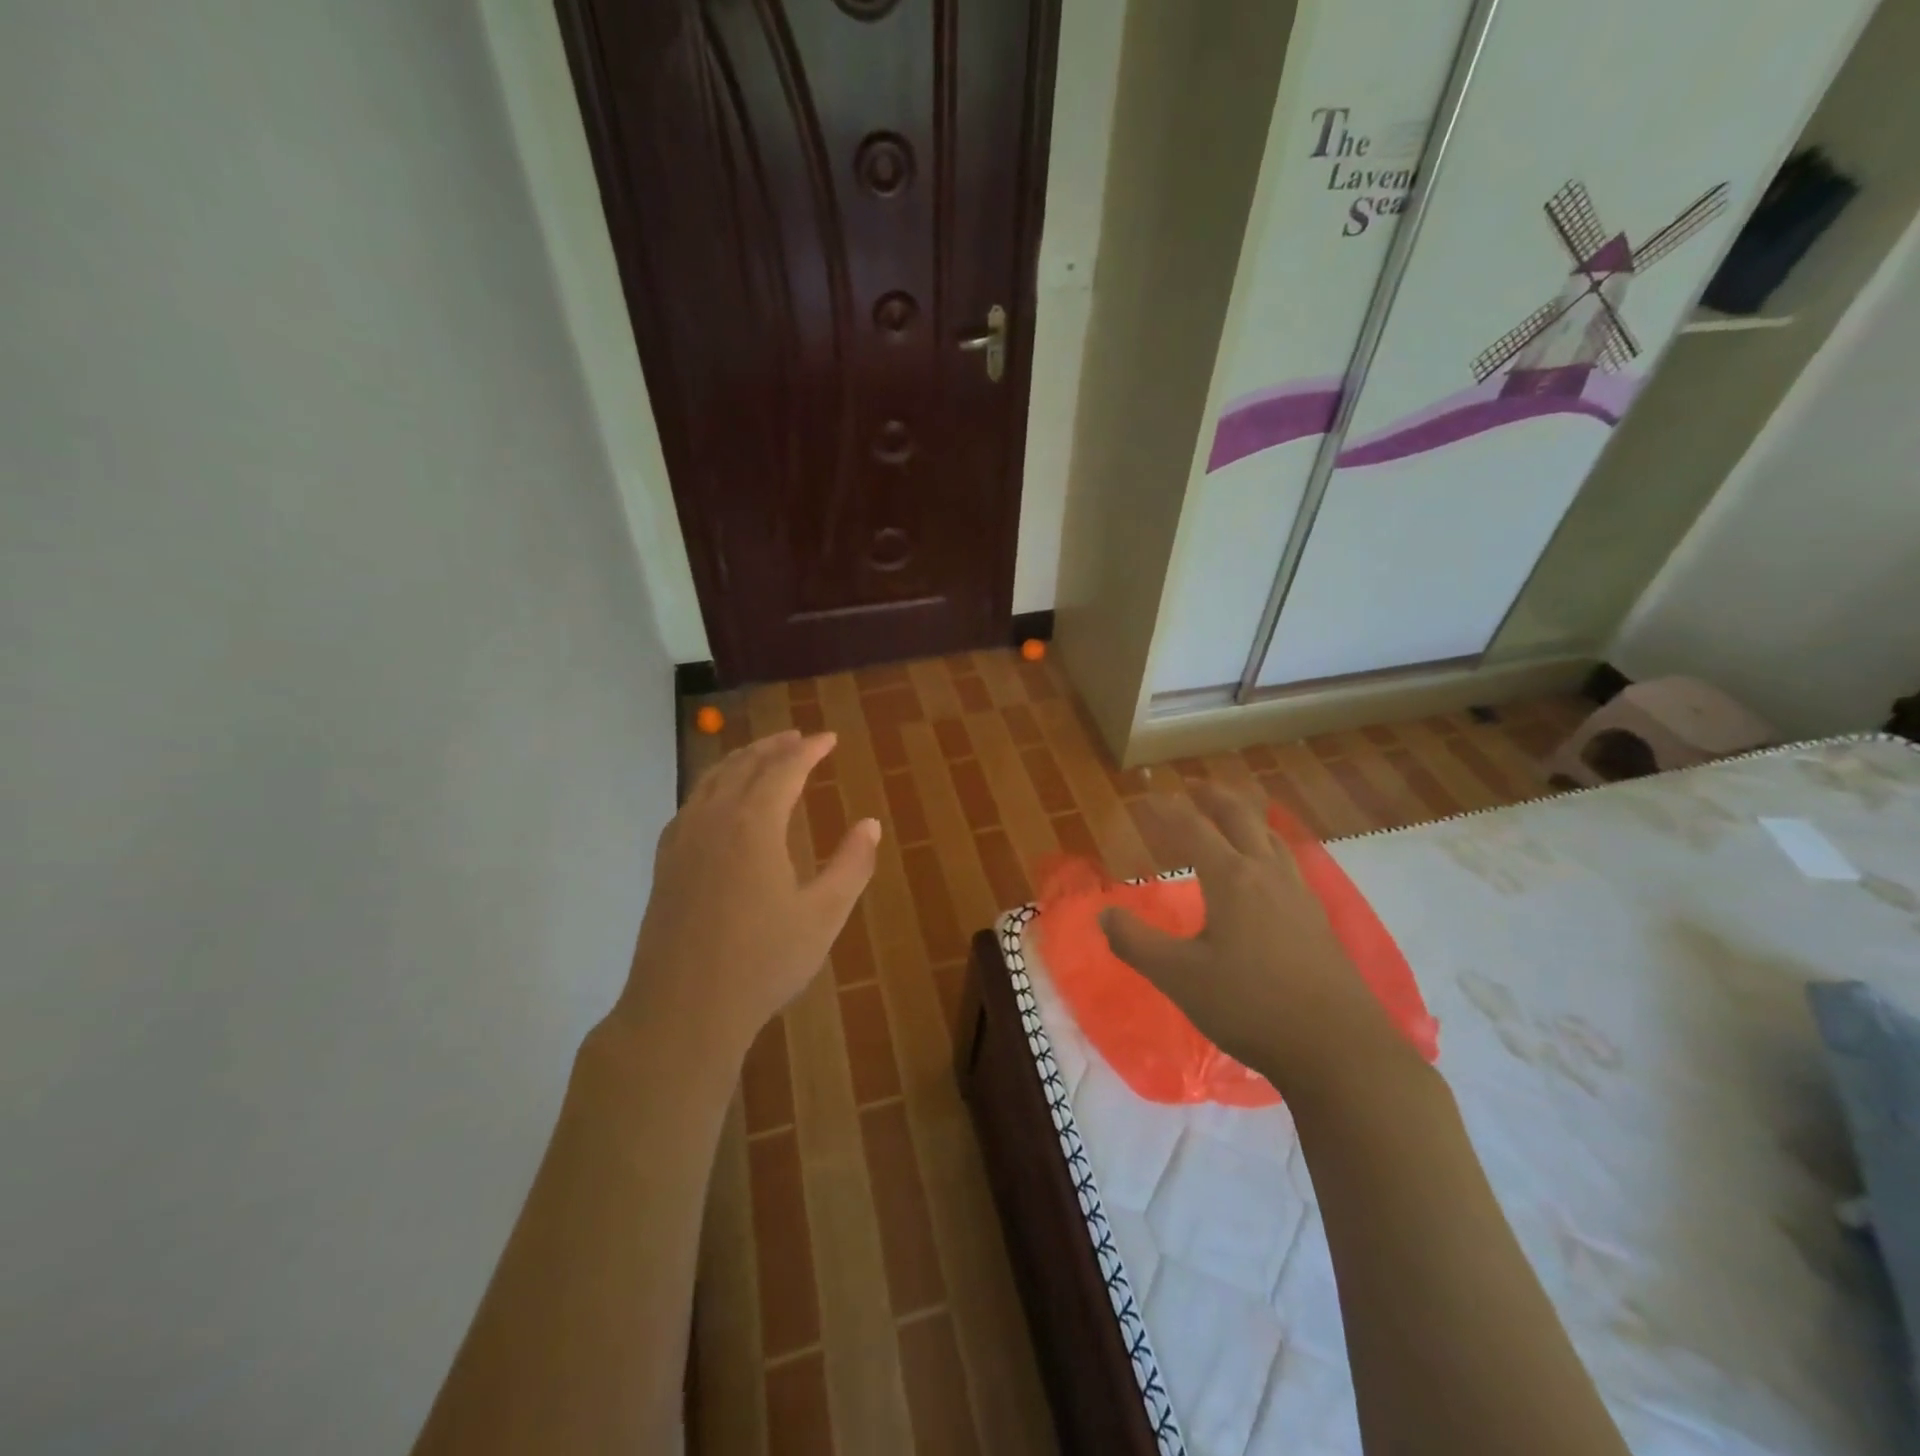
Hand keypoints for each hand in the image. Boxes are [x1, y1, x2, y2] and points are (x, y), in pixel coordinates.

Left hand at [615, 730, 879, 1061]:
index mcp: (753, 825)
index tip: (829, 739)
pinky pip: (690, 804)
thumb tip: (870, 824)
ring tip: (762, 755)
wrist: (682, 1011)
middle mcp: (713, 820)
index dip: (809, 749)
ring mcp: (682, 841)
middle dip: (774, 746)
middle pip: (744, 765)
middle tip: (798, 738)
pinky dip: (712, 786)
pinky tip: (718, 801)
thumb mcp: (823, 916)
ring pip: (711, 780)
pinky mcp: (665, 864)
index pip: (784, 769)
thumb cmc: (762, 963)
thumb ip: (851, 865)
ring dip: (740, 761)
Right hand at [1099, 783, 1401, 1095]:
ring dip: (1245, 816)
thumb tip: (1104, 914)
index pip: (1192, 828)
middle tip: (1192, 786)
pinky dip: (1266, 845)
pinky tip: (1266, 870)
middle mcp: (1267, 874)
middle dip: (1213, 796)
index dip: (1165, 810)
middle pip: (1240, 817)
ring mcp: (1299, 894)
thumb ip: (1136, 943)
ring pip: (1270, 836)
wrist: (1337, 1048)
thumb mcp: (1178, 977)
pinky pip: (1287, 861)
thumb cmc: (1250, 1005)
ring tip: (1230, 816)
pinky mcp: (1317, 918)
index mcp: (1232, 878)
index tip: (1144, 799)